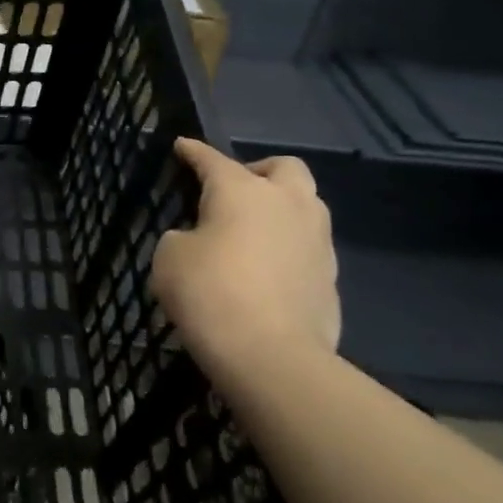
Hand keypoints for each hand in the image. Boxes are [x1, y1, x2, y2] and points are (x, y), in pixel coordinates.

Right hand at [151, 138, 339, 372]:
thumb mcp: (170, 258)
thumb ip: (182, 238)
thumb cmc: (210, 293)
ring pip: (306, 206)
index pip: (212, 159)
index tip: (182, 146)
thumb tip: (199, 241)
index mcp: (242, 190)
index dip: (194, 152)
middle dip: (260, 171)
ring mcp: (317, 241)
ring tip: (253, 232)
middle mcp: (287, 204)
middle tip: (235, 190)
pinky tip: (267, 271)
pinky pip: (308, 249)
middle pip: (284, 167)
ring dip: (281, 209)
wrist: (272, 357)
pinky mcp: (331, 279)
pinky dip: (288, 249)